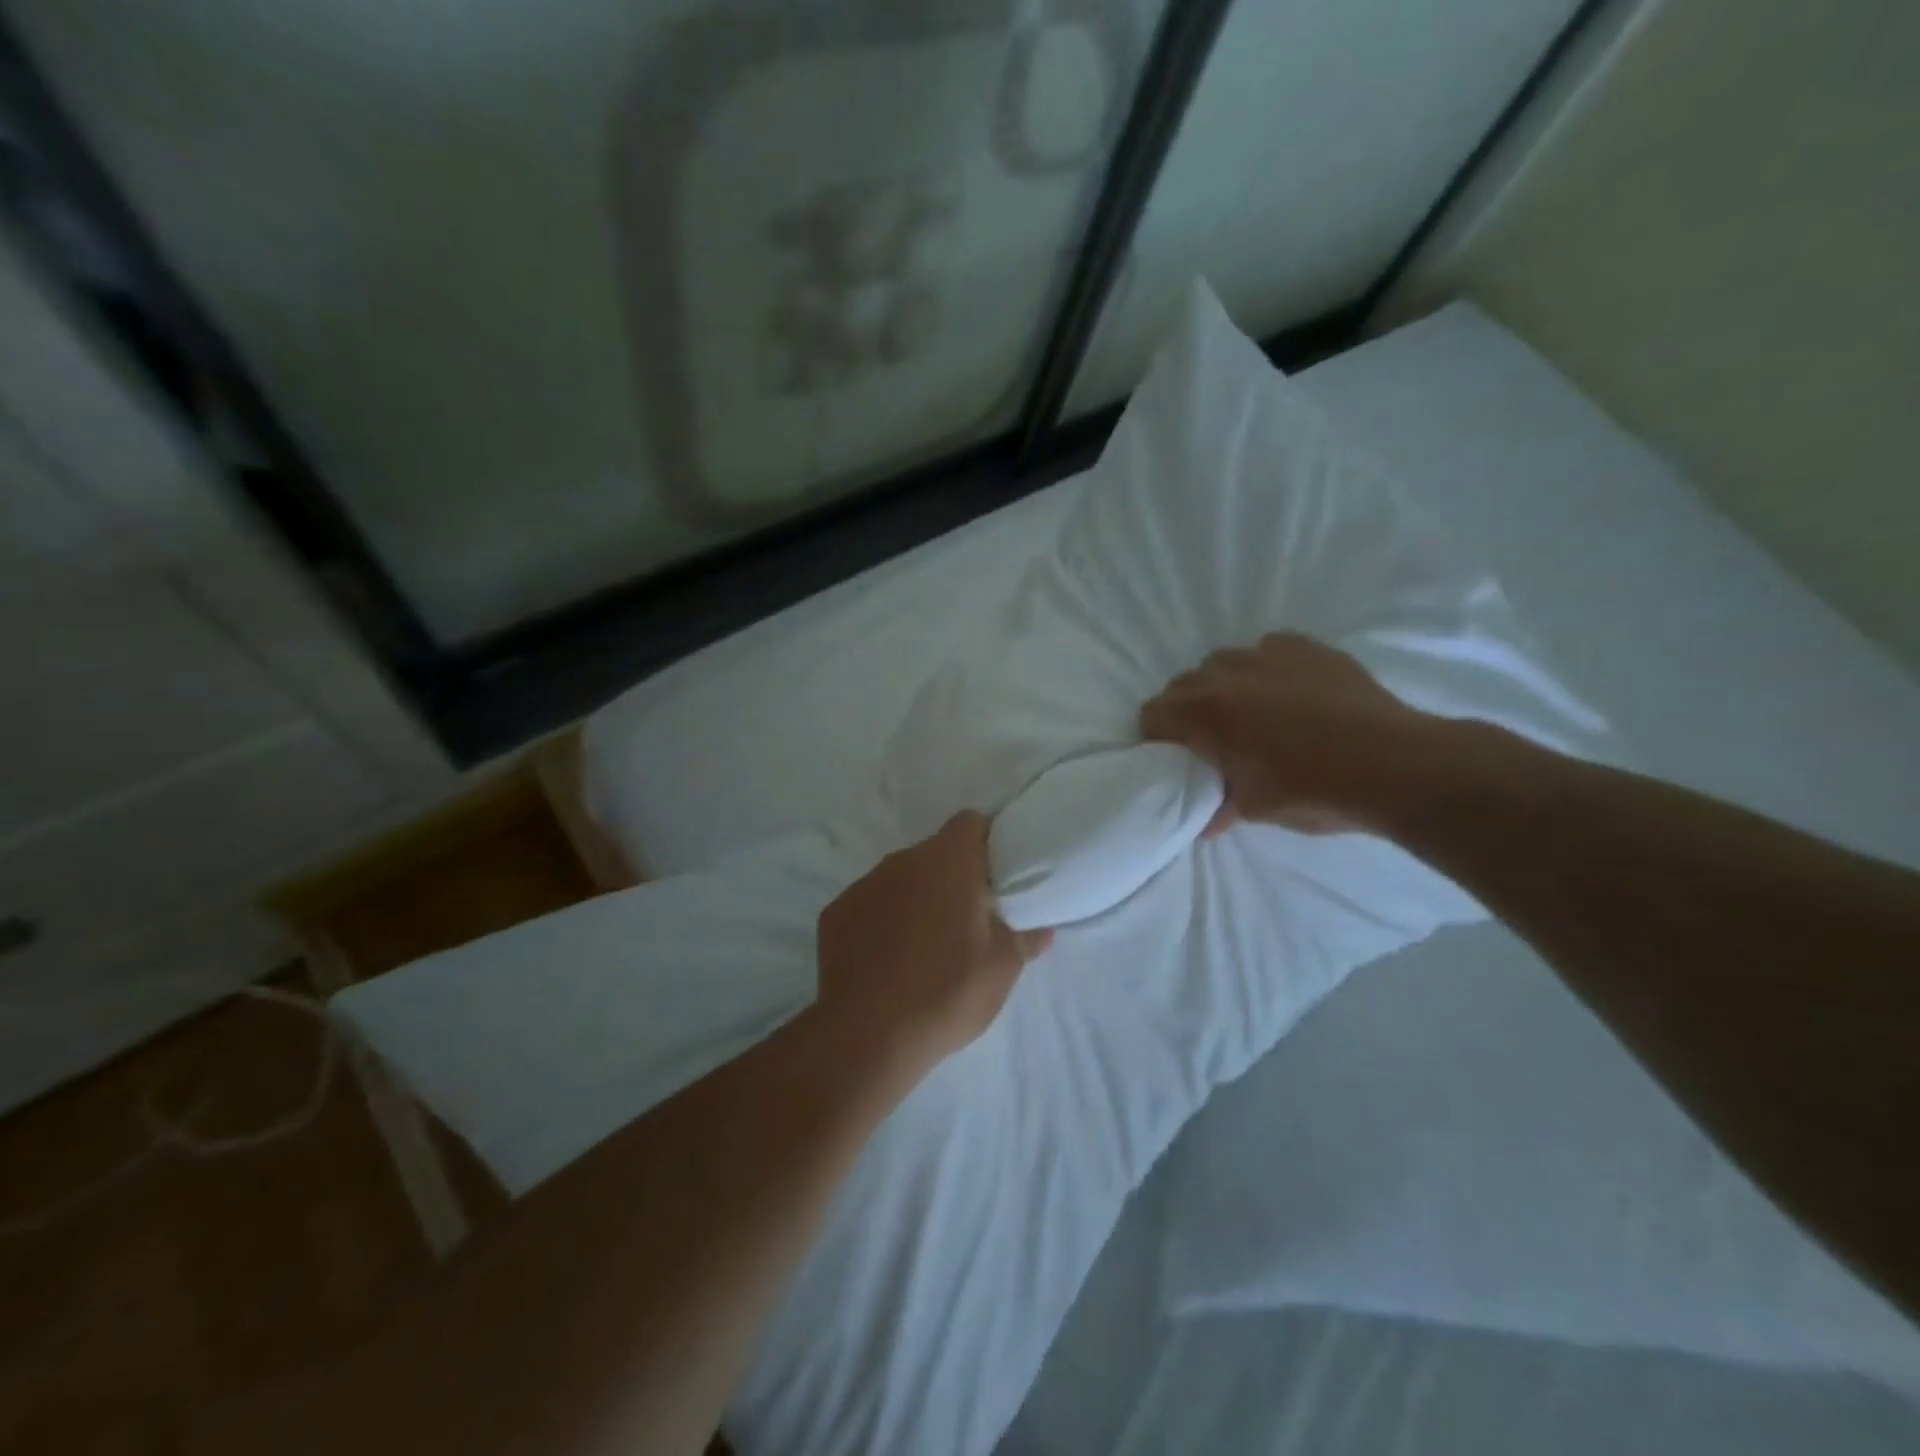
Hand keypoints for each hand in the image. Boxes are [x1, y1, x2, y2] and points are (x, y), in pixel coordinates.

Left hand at [816, 812, 1053, 1073]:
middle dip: (950, 876)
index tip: (994, 874)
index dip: (985, 841)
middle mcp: (903, 860)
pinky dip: (880, 922)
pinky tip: (886, 960)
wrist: (870, 1033)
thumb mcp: (1002, 968)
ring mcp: (864, 884)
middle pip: (934, 853)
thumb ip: (1024, 938)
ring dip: (914, 899)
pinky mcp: (835, 913)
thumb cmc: (949, 989)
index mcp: (948, 860)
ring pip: (899, 879)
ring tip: (925, 944)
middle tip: (966, 917)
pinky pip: (868, 906)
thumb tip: (1042, 929)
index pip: (970, 823)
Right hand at [1140, 632, 1432, 835]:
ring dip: (1223, 685)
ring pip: (1223, 662)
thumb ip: (1221, 806)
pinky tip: (1288, 693)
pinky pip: (1267, 650)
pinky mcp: (1306, 647)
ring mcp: (1269, 654)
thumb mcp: (1257, 808)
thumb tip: (1206, 823)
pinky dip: (1265, 669)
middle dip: (1186, 710)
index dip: (1155, 737)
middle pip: (1183, 684)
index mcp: (1207, 713)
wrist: (1396, 765)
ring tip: (1250, 712)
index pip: (1153, 713)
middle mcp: (1228, 674)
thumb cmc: (1315, 791)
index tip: (1171, 756)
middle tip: (1210, 739)